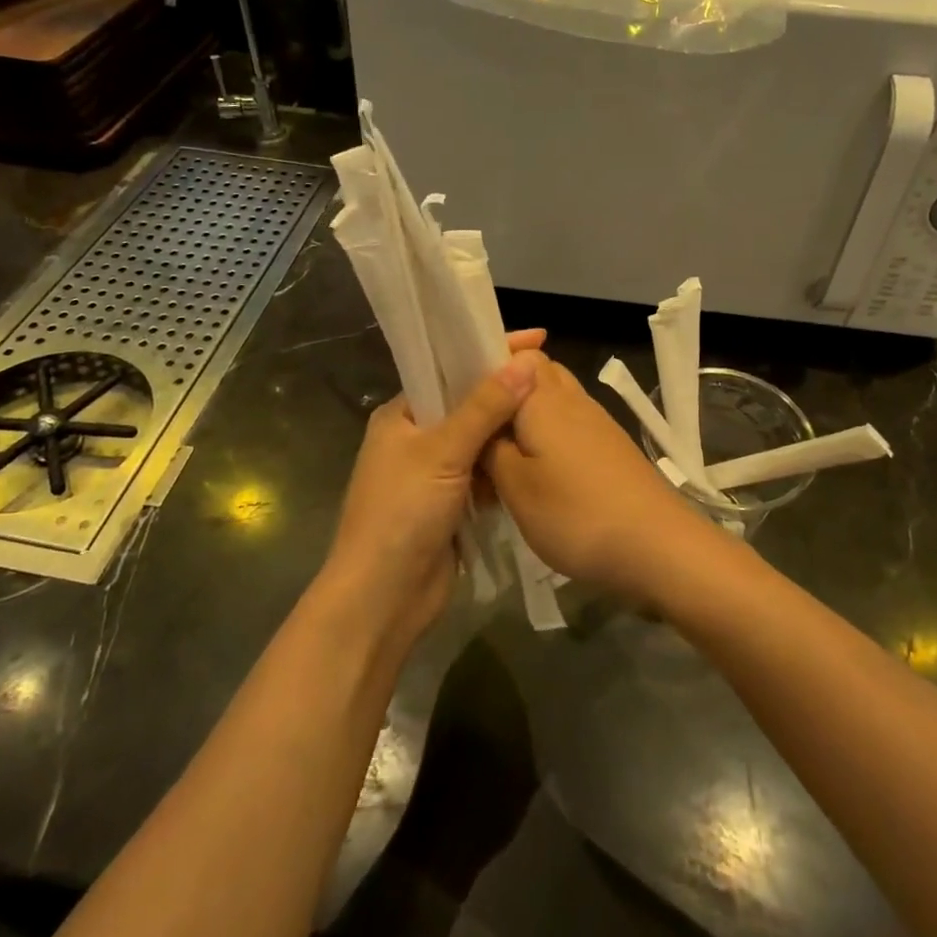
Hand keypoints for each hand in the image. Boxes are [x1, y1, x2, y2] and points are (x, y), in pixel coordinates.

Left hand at [323, 329, 546, 654]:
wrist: (382, 598)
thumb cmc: (401, 514)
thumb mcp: (442, 453)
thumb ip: (483, 408)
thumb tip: (525, 364)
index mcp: (401, 415)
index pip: (449, 368)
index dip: (489, 350)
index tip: (538, 338)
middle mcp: (414, 438)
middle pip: (467, 402)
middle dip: (505, 390)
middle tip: (553, 375)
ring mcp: (432, 473)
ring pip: (478, 439)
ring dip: (507, 429)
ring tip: (554, 409)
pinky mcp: (449, 504)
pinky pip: (483, 472)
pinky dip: (504, 464)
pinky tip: (536, 454)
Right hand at [483, 357, 713, 600]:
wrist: (658, 546)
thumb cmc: (576, 513)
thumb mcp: (515, 486)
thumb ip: (489, 449)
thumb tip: (481, 428)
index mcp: (543, 397)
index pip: (515, 353)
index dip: (487, 365)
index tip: (457, 395)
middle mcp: (572, 398)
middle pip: (534, 376)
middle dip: (504, 395)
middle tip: (476, 432)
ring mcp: (596, 422)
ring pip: (552, 403)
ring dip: (526, 421)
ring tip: (499, 460)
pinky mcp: (610, 448)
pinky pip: (569, 427)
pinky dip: (548, 441)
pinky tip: (536, 476)